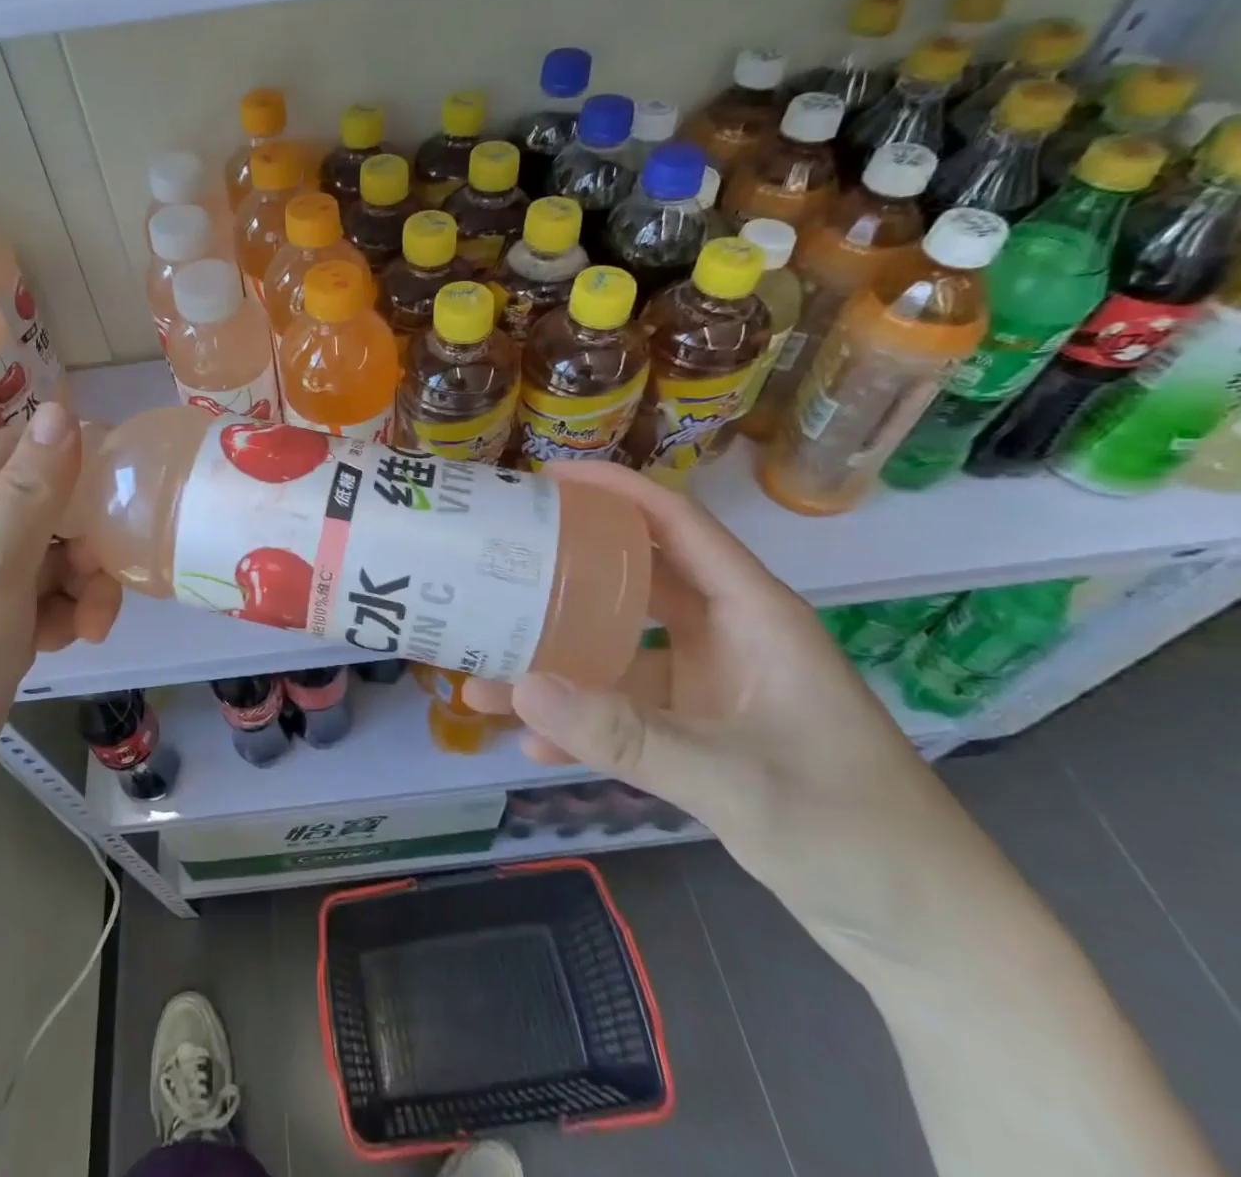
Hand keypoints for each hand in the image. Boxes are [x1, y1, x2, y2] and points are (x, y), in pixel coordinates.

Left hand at [0, 404, 122, 835]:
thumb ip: (32, 492)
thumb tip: (60, 406)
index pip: (27, 448)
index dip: (79, 458)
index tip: (128, 487)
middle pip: (52, 506)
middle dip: (88, 540)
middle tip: (102, 578)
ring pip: (59, 556)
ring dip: (85, 585)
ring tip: (90, 627)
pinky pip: (50, 598)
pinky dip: (68, 615)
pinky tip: (68, 643)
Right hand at [466, 460, 978, 966]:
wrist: (927, 933)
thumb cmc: (854, 833)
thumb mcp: (733, 780)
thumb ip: (624, 735)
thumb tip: (518, 685)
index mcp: (753, 614)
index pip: (676, 524)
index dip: (613, 491)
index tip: (543, 478)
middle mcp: (726, 635)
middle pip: (635, 578)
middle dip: (567, 566)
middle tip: (499, 557)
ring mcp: (710, 684)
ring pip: (620, 649)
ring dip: (559, 659)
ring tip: (485, 667)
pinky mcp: (699, 730)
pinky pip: (625, 708)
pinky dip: (581, 719)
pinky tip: (533, 740)